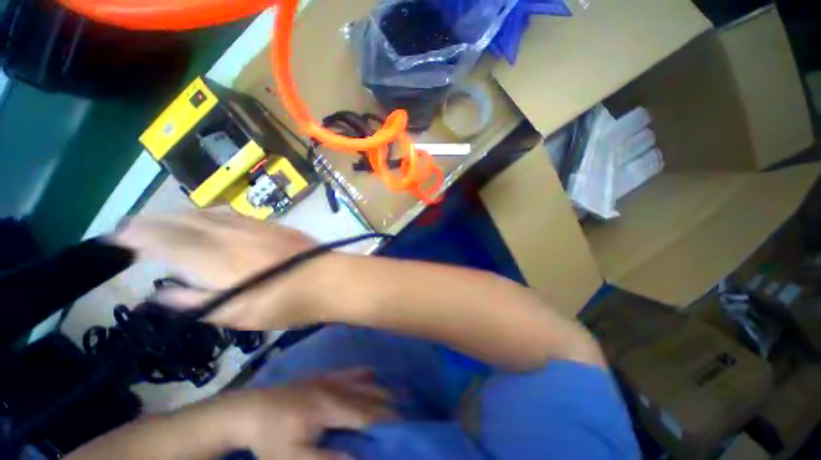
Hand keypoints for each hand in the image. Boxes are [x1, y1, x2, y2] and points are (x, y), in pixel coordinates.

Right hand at [111, 210, 342, 329]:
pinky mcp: (271, 224)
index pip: (161, 239)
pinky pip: (231, 213)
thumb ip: (192, 302)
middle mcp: (228, 234)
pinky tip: (208, 222)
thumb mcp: (235, 314)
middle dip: (151, 222)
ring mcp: (252, 225)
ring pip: (205, 212)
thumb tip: (158, 292)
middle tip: (133, 230)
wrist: (329, 278)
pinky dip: (208, 215)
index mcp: (213, 258)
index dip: (134, 236)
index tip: (115, 238)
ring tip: (164, 224)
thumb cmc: (284, 303)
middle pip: (180, 219)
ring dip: (178, 215)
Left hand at [225, 369, 396, 458]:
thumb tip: (357, 457)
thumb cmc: (270, 439)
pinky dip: (362, 373)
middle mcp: (334, 389)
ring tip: (397, 394)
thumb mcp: (292, 459)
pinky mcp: (322, 376)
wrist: (250, 410)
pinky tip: (371, 373)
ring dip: (380, 389)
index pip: (365, 415)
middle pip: (367, 396)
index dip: (385, 420)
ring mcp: (328, 379)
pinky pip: (348, 372)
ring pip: (361, 382)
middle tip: (407, 411)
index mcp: (329, 408)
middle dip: (388, 404)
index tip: (404, 424)